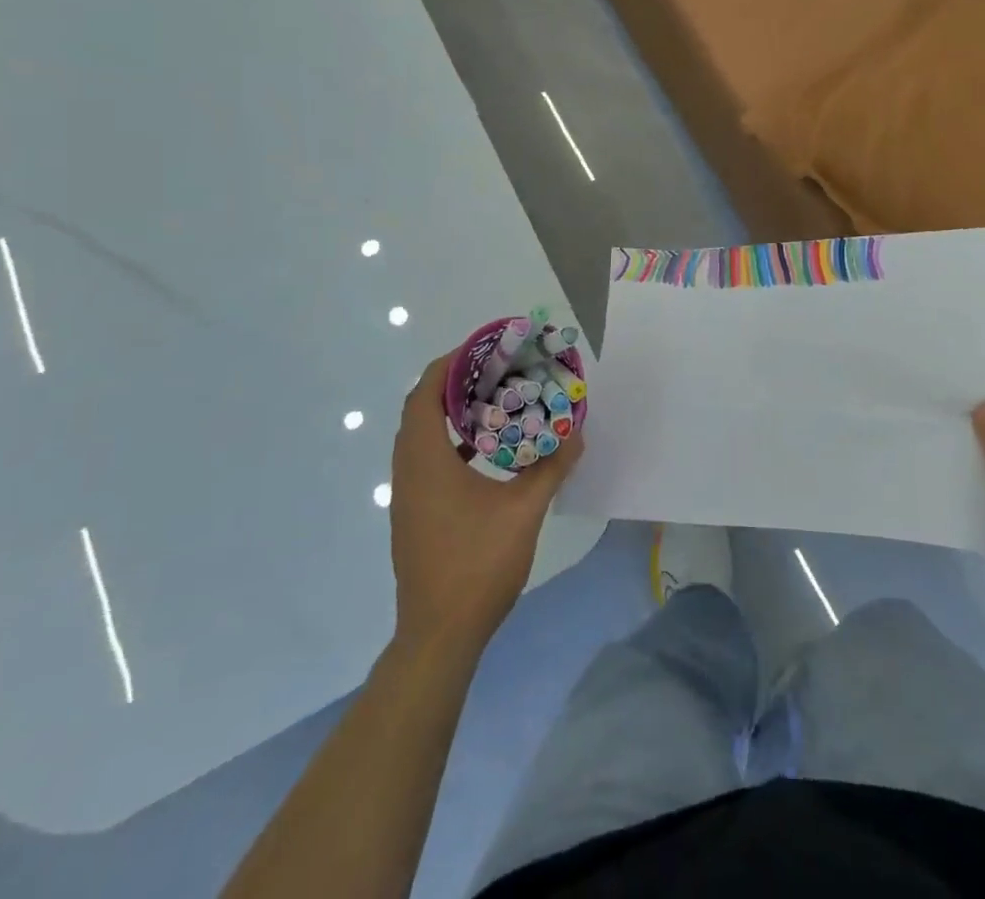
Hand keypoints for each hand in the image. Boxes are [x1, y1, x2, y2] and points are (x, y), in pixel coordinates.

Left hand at [388, 354, 584, 654]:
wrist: (439, 635)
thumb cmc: (477, 565)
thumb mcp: (524, 512)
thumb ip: (551, 468)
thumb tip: (577, 434)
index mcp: (426, 460)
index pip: (426, 392)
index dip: (450, 363)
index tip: (482, 348)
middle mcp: (408, 470)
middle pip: (421, 408)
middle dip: (454, 382)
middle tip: (493, 370)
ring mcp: (407, 495)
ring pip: (421, 436)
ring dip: (450, 413)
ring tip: (492, 401)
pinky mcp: (414, 513)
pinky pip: (426, 460)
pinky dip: (450, 442)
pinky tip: (484, 452)